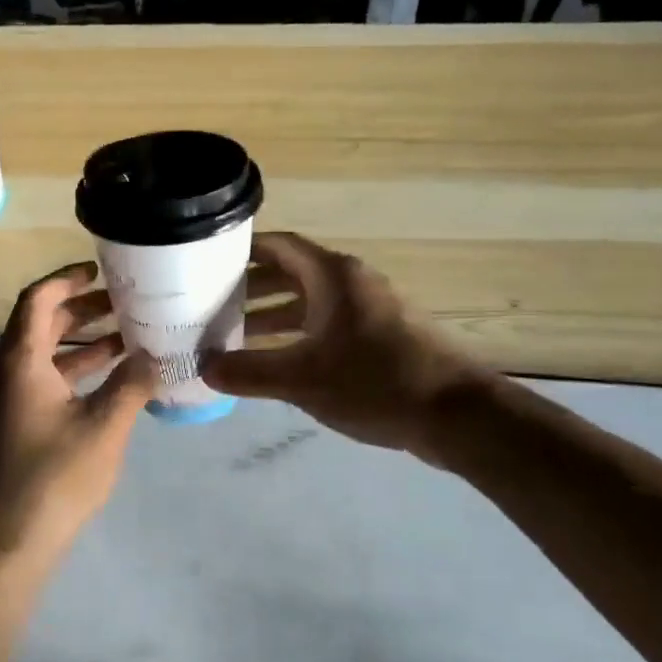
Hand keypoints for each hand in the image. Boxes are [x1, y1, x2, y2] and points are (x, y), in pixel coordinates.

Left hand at [0, 262, 156, 560]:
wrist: (2, 544)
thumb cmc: (53, 477)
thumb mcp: (104, 426)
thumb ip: (131, 384)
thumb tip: (155, 355)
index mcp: (19, 359)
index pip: (37, 298)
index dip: (67, 278)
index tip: (101, 270)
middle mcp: (5, 372)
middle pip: (40, 324)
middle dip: (82, 309)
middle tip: (125, 303)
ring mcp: (5, 401)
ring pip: (43, 356)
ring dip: (81, 343)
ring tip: (127, 339)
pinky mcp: (11, 426)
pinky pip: (42, 382)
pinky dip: (73, 373)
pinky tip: (110, 385)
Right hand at [204, 233, 493, 459]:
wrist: (457, 415)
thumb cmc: (375, 382)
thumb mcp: (302, 379)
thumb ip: (249, 372)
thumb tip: (204, 368)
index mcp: (332, 275)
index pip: (278, 245)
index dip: (242, 250)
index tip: (206, 262)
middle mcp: (350, 282)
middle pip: (290, 273)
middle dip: (249, 289)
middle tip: (210, 305)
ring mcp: (368, 309)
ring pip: (308, 302)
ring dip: (272, 316)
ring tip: (233, 337)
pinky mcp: (380, 336)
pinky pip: (327, 323)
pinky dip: (298, 334)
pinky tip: (277, 361)